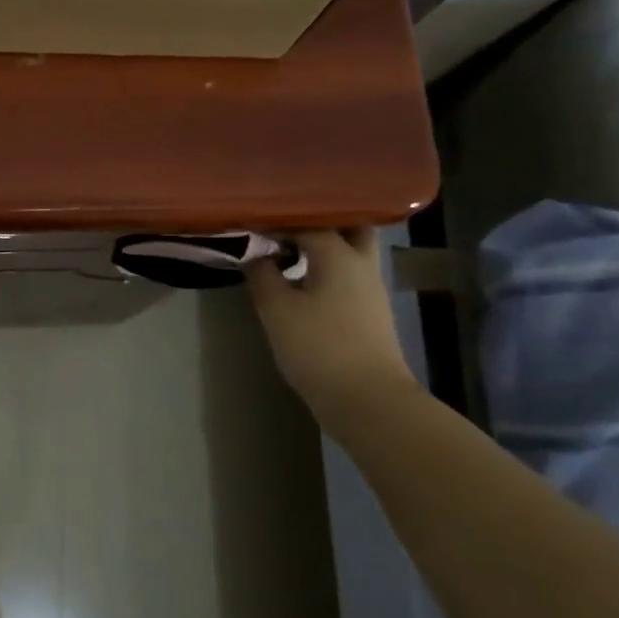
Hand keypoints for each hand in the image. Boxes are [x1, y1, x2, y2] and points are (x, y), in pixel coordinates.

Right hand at [245, 228, 415, 420]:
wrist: (366, 399)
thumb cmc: (318, 347)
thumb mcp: (276, 309)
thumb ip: (262, 274)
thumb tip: (254, 254)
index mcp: (340, 255)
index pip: (307, 220)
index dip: (276, 218)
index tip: (249, 220)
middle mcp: (361, 264)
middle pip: (346, 226)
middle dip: (316, 220)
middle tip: (282, 223)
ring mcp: (369, 289)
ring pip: (349, 251)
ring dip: (321, 245)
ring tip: (284, 247)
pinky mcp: (368, 311)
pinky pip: (345, 274)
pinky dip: (324, 267)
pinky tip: (299, 279)